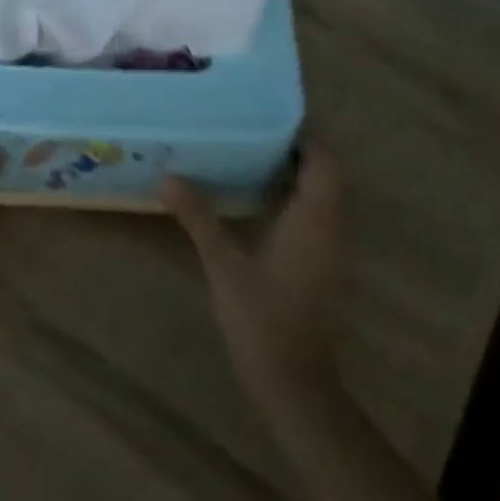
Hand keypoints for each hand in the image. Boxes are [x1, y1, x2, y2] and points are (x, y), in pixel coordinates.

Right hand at [162, 142, 346, 415]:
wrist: (294, 384)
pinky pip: (314, 218)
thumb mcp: (224, 266)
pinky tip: (254, 200)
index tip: (266, 117)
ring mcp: (329, 250)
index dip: (303, 136)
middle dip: (293, 150)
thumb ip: (199, 218)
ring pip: (320, 197)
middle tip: (247, 131)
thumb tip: (169, 177)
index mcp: (315, 220)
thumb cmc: (262, 320)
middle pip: (324, 175)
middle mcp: (331, 229)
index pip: (325, 162)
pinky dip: (291, 200)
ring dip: (292, 175)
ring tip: (246, 155)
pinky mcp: (321, 267)